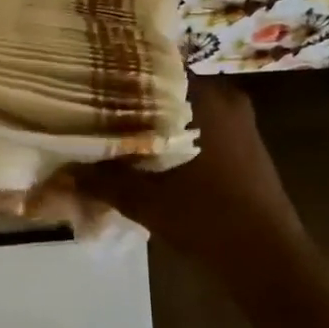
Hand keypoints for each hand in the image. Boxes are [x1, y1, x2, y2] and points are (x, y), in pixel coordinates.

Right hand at [75, 80, 306, 275]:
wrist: (267, 260)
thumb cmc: (207, 218)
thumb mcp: (145, 200)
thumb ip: (101, 181)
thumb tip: (61, 172)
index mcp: (205, 99)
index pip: (155, 66)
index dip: (119, 75)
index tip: (89, 83)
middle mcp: (225, 100)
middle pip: (167, 88)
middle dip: (132, 100)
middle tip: (94, 110)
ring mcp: (239, 125)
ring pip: (183, 110)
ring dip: (152, 120)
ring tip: (113, 132)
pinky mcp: (243, 148)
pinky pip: (198, 128)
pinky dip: (172, 136)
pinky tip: (146, 155)